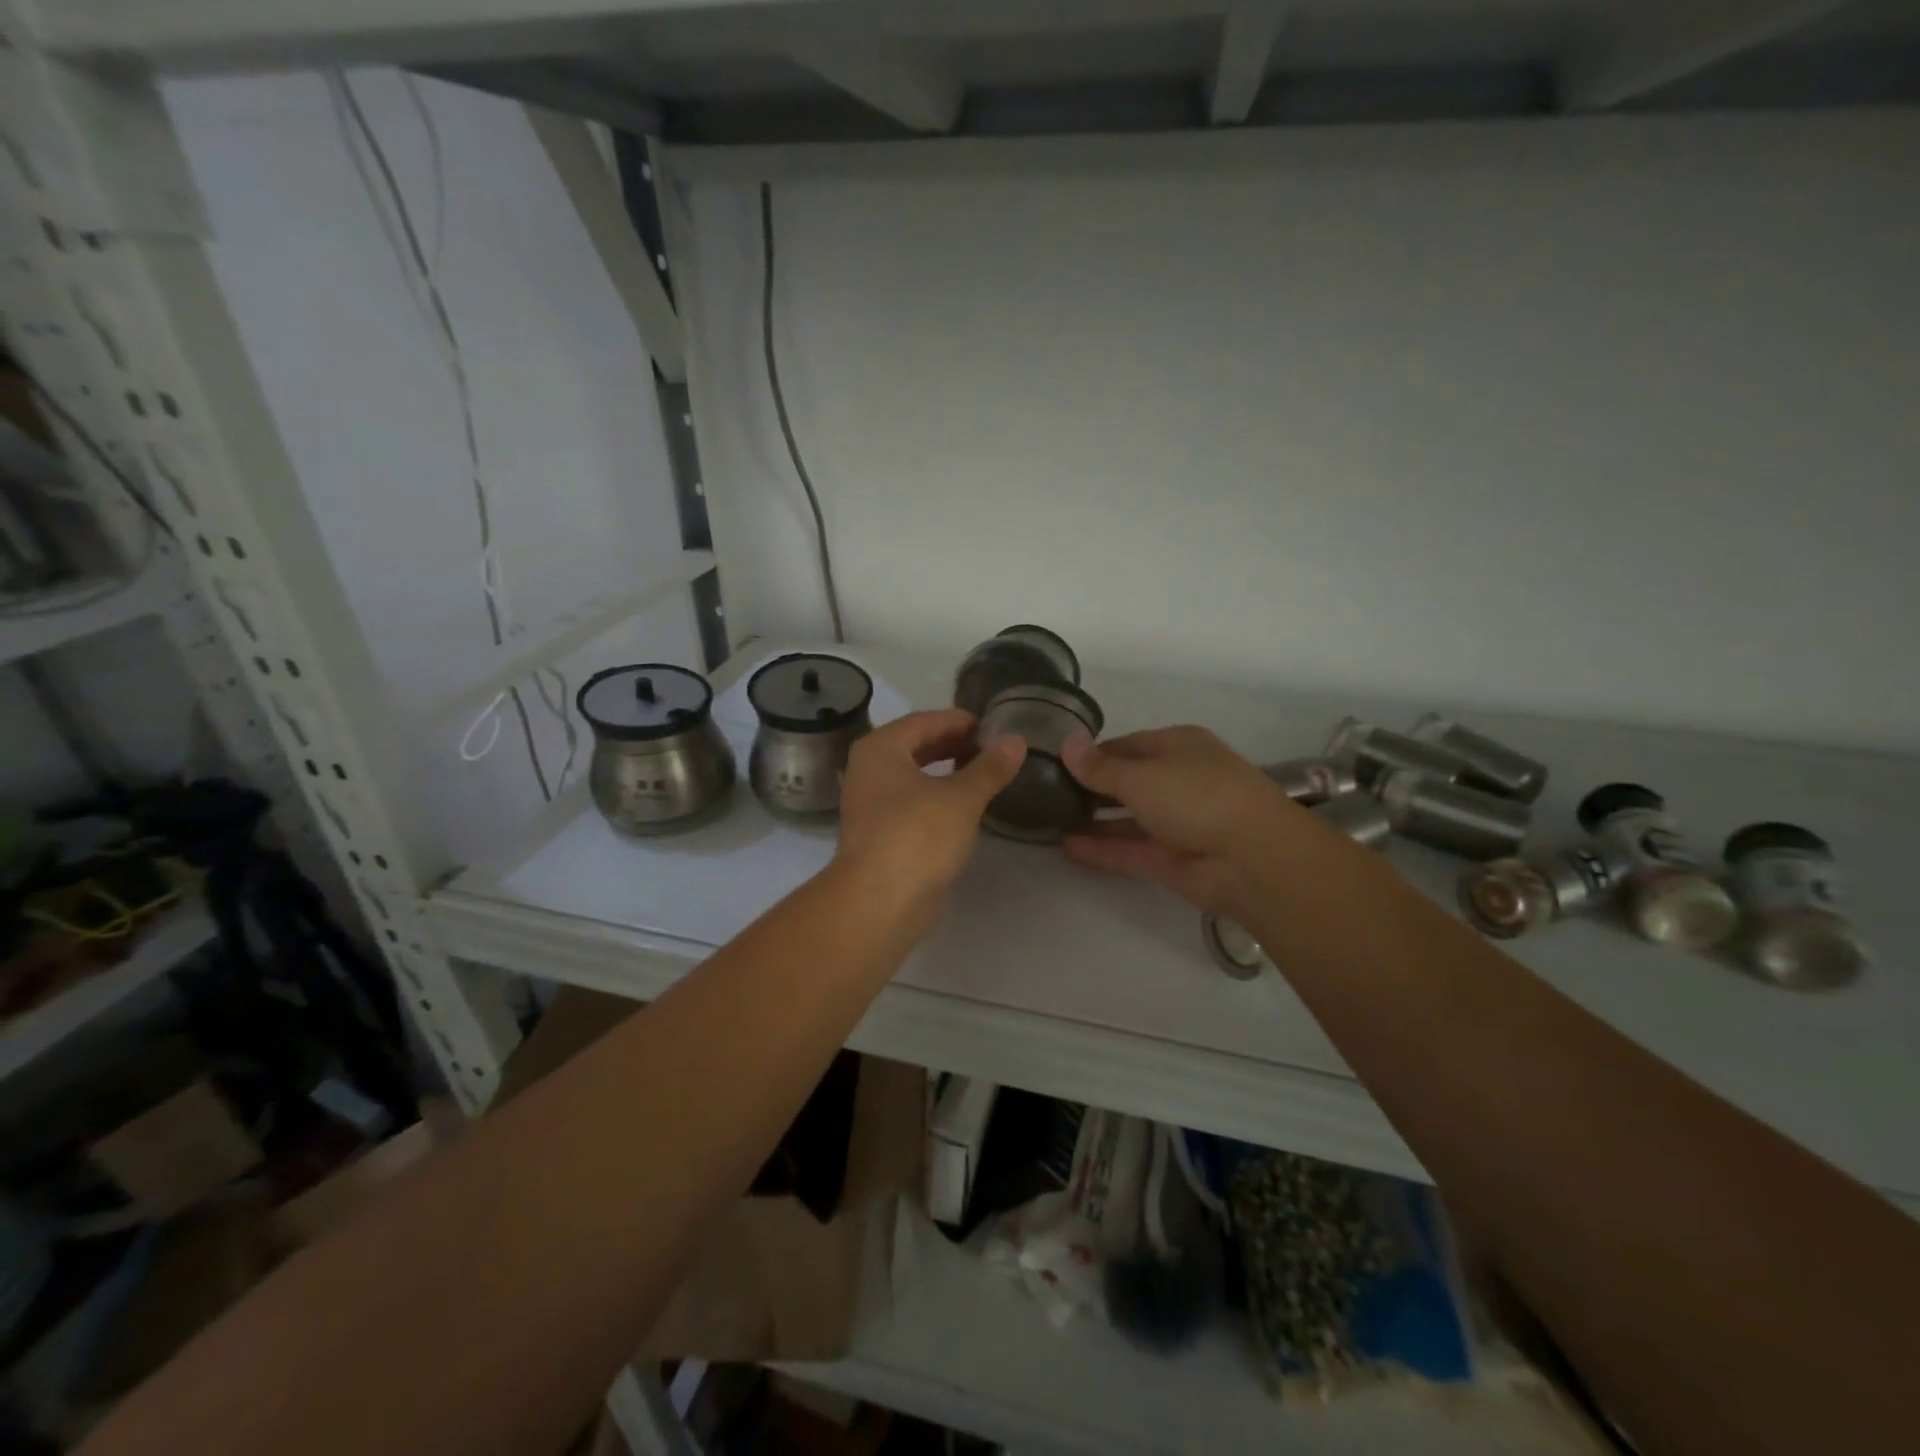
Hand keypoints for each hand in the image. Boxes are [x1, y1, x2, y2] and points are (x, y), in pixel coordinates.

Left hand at [836, 708, 1026, 914]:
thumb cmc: (917, 836)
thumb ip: (989, 767)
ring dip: (947, 772)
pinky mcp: (880, 833)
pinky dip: (937, 797)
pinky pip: (913, 801)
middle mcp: (869, 770)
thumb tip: (1016, 740)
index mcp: (881, 749)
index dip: (959, 721)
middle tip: (992, 748)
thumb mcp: (961, 798)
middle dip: (954, 744)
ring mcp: (871, 803)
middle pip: (916, 746)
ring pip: (914, 776)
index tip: (993, 726)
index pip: (925, 721)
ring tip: (983, 774)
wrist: (879, 902)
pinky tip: (964, 808)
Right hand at [1061, 726, 1308, 913]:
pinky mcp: (1171, 859)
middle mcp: (1178, 781)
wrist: (1253, 859)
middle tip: (1046, 795)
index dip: (1093, 754)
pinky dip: (1101, 848)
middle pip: (1127, 782)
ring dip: (1093, 820)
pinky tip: (1065, 848)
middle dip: (1090, 788)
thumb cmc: (1197, 797)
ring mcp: (1176, 822)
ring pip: (1127, 819)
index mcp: (1179, 747)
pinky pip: (1129, 849)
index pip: (1128, 746)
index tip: (1057, 764)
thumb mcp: (1141, 775)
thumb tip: (1066, 742)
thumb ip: (1099, 767)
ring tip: (1050, 822)